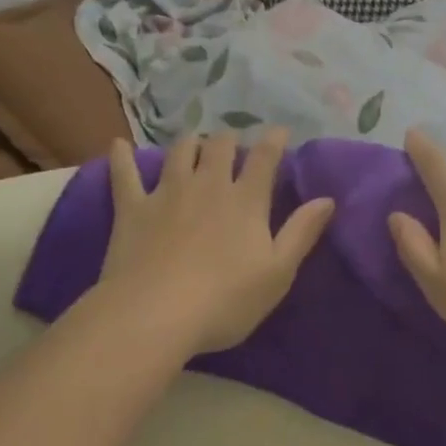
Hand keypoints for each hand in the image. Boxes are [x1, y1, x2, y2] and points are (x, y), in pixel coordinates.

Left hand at [96, 129, 335, 355]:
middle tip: (233, 141)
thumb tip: (327, 198)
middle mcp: (208, 185)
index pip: (265, 158)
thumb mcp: (277, 273)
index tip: (280, 131)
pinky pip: (125, 174)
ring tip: (194, 141)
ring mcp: (167, 193)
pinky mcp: (133, 208)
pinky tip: (118, 144)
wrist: (154, 315)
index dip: (274, 140)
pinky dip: (122, 157)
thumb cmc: (224, 300)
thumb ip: (302, 232)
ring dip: (189, 142)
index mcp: (246, 200)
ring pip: (180, 152)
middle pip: (220, 147)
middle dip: (229, 138)